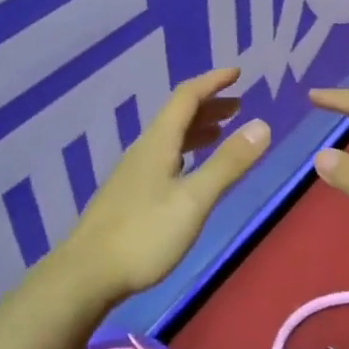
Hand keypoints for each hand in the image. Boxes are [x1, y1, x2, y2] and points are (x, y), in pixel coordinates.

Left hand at [55, 68, 268, 304]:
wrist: (86, 275)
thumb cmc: (144, 235)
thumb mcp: (194, 200)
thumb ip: (228, 163)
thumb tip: (262, 125)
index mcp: (158, 143)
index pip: (186, 97)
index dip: (212, 82)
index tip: (237, 73)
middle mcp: (144, 150)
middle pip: (177, 115)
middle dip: (209, 105)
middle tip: (239, 105)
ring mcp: (134, 173)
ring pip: (170, 138)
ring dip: (198, 128)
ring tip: (223, 132)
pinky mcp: (130, 195)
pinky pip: (164, 157)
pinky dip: (187, 151)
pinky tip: (191, 170)